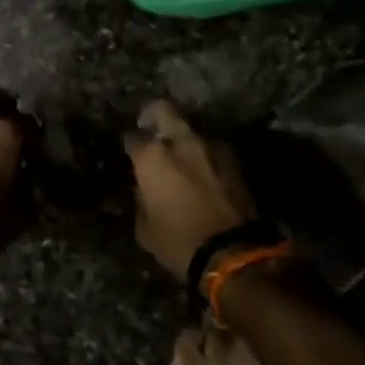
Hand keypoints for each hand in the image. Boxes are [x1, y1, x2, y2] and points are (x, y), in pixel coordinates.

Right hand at [124, 101, 257, 278]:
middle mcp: (181, 142)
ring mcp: (211, 146)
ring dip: (184, 140)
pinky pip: (212, 149)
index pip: (132, 139)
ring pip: (191, 130)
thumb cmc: (179, 242)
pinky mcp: (234, 159)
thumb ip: (141, 198)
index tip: (130, 154)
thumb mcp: (145, 228)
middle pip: (164, 110)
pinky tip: (204, 174)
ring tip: (182, 159)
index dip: (130, 146)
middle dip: (154, 116)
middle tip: (151, 130)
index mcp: (152, 157)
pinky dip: (205, 156)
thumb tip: (145, 188)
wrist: (233, 254)